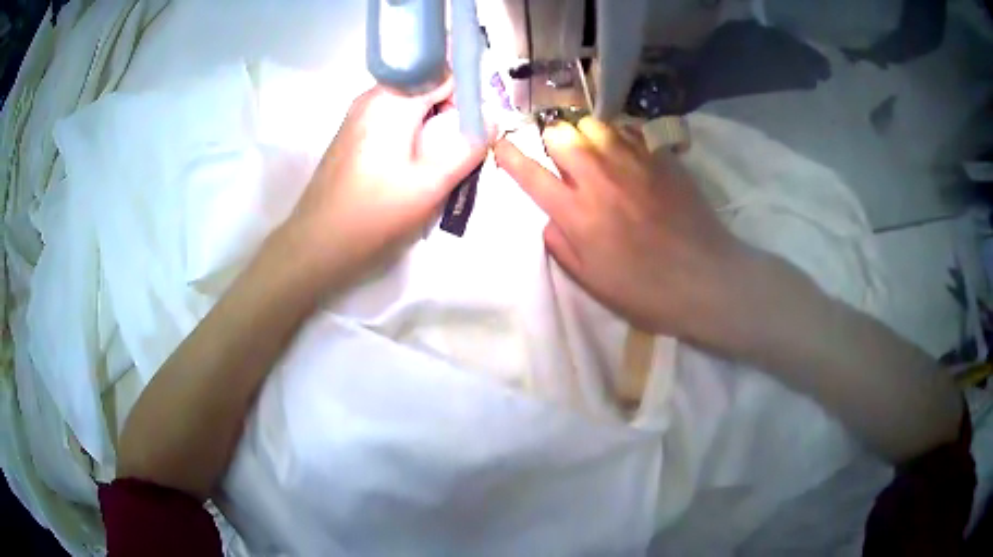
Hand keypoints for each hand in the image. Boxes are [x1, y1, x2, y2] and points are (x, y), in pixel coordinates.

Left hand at [289, 81, 489, 283]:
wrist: (318, 244)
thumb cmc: (375, 213)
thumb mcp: (432, 183)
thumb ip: (467, 147)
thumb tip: (491, 120)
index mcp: (392, 99)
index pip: (444, 73)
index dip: (468, 92)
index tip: (481, 121)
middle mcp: (372, 97)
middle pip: (426, 88)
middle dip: (451, 111)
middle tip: (465, 146)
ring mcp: (358, 115)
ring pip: (410, 106)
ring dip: (432, 126)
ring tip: (441, 160)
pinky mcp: (352, 134)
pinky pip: (393, 121)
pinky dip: (412, 135)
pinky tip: (415, 166)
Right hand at [493, 118, 745, 341]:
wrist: (706, 279)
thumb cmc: (646, 291)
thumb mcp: (592, 282)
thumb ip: (562, 245)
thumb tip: (551, 216)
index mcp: (578, 215)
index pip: (531, 175)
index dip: (509, 156)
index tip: (499, 142)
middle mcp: (600, 180)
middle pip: (561, 134)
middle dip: (554, 142)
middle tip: (565, 160)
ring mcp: (633, 164)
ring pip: (594, 126)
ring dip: (586, 137)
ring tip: (596, 154)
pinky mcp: (661, 159)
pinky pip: (629, 132)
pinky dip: (619, 138)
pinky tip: (627, 156)